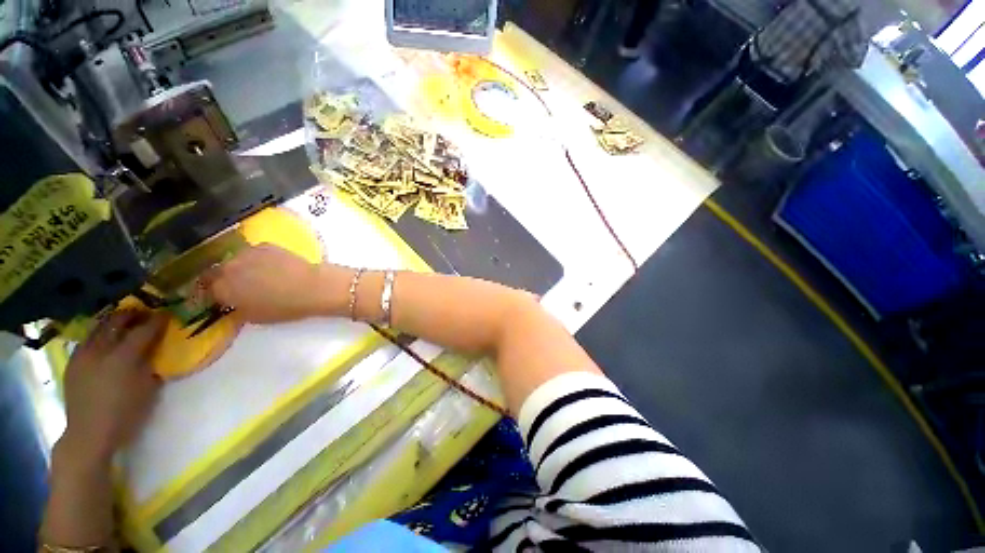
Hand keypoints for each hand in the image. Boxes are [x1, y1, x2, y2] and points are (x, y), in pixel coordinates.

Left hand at [61, 310, 167, 462]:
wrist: (89, 434)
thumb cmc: (126, 413)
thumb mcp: (147, 388)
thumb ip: (150, 363)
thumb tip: (156, 348)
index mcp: (123, 358)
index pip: (143, 330)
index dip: (156, 321)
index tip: (166, 314)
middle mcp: (101, 350)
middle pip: (116, 322)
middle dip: (131, 315)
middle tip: (144, 313)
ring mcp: (83, 355)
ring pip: (98, 328)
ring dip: (113, 323)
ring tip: (124, 323)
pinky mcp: (73, 362)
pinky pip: (87, 340)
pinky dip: (99, 335)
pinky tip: (105, 341)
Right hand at [200, 244, 351, 322]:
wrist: (312, 287)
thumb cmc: (284, 307)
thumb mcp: (253, 316)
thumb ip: (235, 308)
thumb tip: (231, 303)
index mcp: (222, 288)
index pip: (205, 289)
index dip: (211, 293)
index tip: (218, 297)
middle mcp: (228, 267)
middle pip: (217, 272)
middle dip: (223, 279)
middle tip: (237, 286)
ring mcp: (246, 253)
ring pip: (235, 260)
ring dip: (240, 267)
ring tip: (256, 275)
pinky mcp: (265, 245)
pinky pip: (253, 252)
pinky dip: (257, 259)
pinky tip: (272, 266)